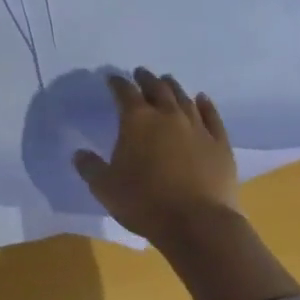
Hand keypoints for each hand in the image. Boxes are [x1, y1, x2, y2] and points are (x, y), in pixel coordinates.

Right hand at [74, 68, 240, 244]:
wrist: (199, 225)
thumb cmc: (145, 203)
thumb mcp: (105, 188)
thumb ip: (90, 168)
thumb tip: (79, 153)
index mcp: (136, 120)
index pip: (124, 91)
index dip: (117, 83)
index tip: (111, 79)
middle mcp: (167, 115)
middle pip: (156, 88)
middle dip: (146, 79)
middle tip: (140, 73)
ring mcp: (197, 128)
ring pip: (184, 98)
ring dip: (173, 87)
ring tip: (167, 81)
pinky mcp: (220, 144)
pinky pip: (212, 117)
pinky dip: (206, 105)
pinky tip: (202, 99)